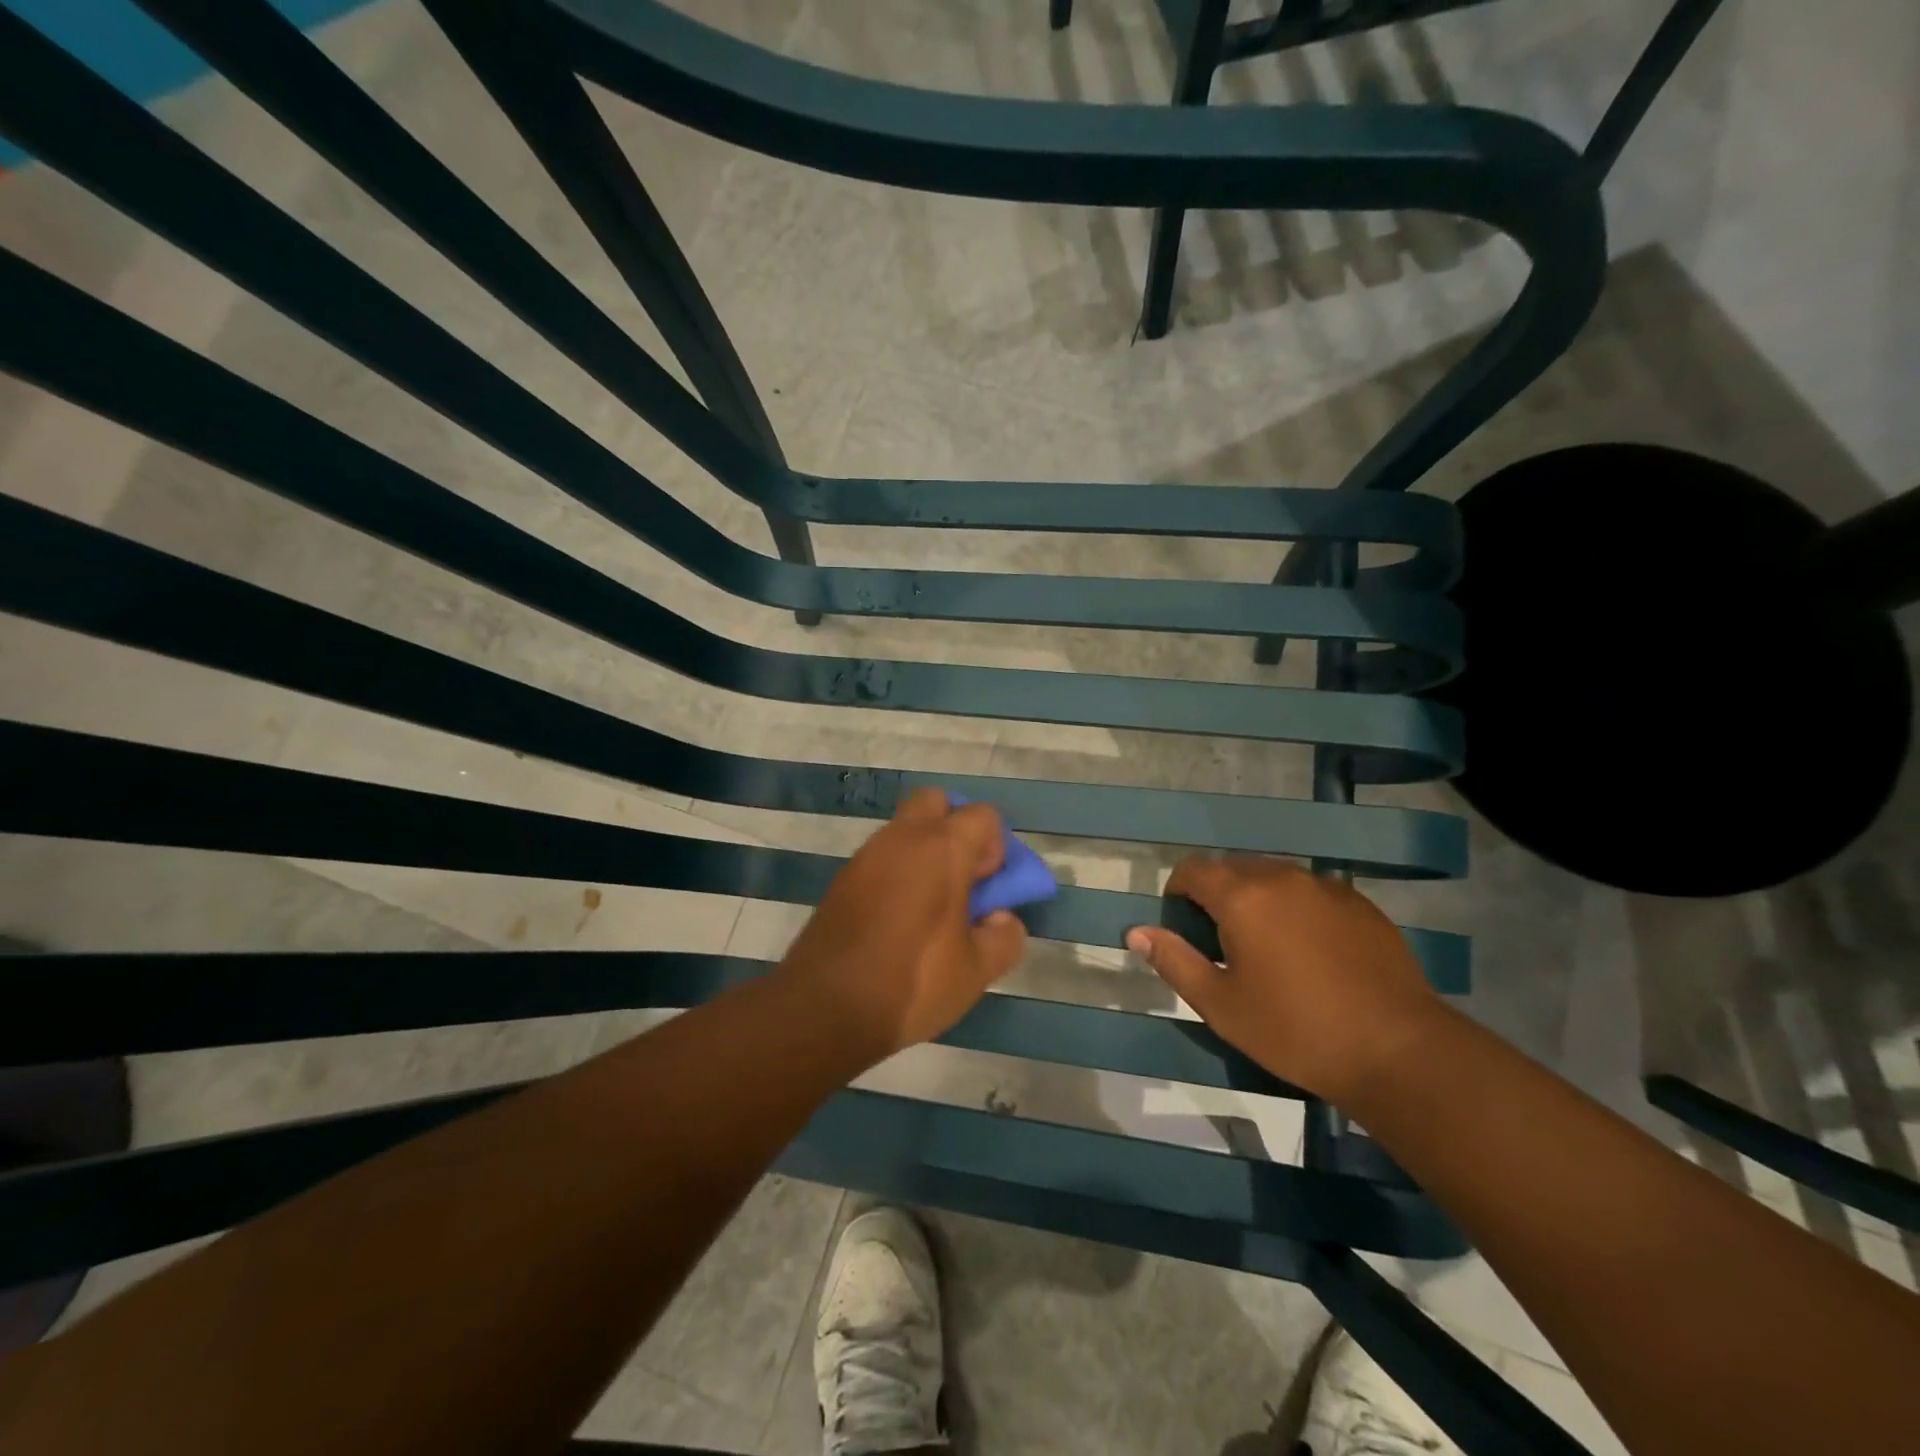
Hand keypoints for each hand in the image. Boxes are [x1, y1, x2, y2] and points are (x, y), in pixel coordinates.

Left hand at [780, 788, 1027, 1059]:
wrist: (825, 1008)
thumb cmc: (913, 982)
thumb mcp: (977, 971)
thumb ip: (1004, 937)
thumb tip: (1001, 918)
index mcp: (942, 848)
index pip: (982, 815)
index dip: (996, 846)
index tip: (990, 886)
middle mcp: (902, 838)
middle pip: (935, 803)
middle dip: (955, 828)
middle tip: (962, 878)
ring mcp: (866, 856)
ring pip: (904, 830)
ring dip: (924, 851)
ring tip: (932, 905)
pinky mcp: (842, 880)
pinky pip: (880, 858)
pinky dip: (897, 872)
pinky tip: (899, 919)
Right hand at [1126, 856, 1447, 1105]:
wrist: (1397, 1050)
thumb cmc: (1295, 1030)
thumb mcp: (1221, 1005)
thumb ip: (1174, 961)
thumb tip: (1136, 932)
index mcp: (1242, 896)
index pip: (1193, 869)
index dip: (1178, 892)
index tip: (1182, 927)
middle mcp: (1282, 877)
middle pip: (1234, 868)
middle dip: (1217, 894)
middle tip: (1221, 943)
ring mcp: (1327, 887)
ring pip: (1274, 877)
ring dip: (1257, 898)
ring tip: (1266, 947)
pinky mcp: (1361, 904)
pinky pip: (1311, 891)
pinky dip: (1296, 908)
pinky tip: (1310, 952)